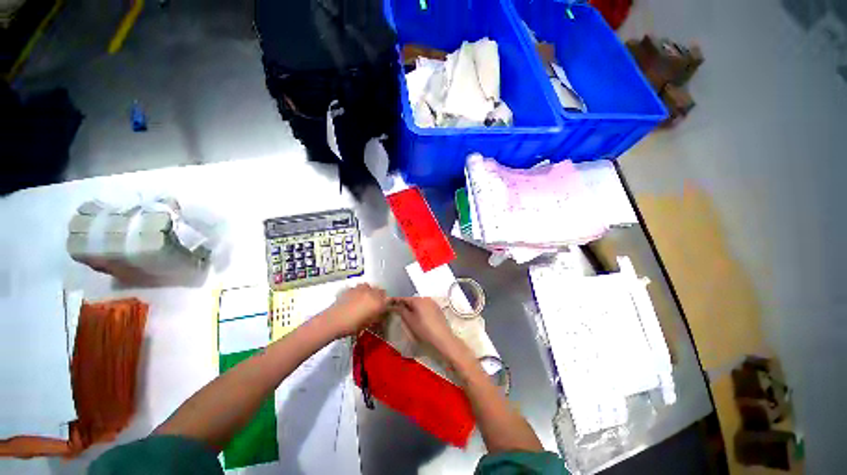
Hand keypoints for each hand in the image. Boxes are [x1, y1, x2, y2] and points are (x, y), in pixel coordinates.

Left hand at [324, 284, 388, 336]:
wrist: (334, 321)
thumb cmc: (353, 326)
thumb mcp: (368, 324)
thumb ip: (377, 316)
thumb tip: (380, 314)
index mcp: (378, 302)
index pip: (389, 299)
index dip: (388, 303)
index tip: (385, 308)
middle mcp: (372, 293)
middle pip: (381, 291)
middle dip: (380, 296)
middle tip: (376, 305)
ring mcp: (361, 289)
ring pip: (370, 287)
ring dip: (370, 292)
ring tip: (365, 299)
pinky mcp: (351, 289)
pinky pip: (359, 288)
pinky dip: (359, 291)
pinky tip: (355, 298)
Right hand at [390, 297, 462, 357]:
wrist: (442, 336)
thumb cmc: (424, 328)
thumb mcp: (409, 320)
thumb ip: (401, 310)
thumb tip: (395, 305)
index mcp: (418, 299)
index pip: (403, 296)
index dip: (395, 299)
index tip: (389, 302)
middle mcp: (425, 297)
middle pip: (411, 297)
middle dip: (403, 301)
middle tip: (396, 307)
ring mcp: (432, 301)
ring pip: (418, 300)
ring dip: (411, 304)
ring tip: (405, 311)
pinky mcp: (436, 306)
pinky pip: (424, 303)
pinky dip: (418, 306)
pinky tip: (416, 313)